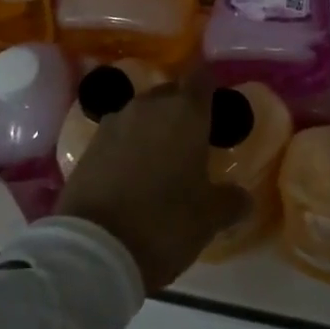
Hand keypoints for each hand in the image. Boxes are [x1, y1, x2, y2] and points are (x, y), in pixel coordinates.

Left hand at [55, 71, 250, 294]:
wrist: (93, 250)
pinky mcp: (88, 146)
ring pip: (142, 114)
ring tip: (163, 160)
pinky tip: (135, 175)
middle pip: (171, 93)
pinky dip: (129, 148)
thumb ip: (231, 200)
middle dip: (183, 111)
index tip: (218, 109)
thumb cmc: (164, 223)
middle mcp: (149, 106)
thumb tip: (241, 197)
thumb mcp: (210, 218)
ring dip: (154, 129)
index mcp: (186, 112)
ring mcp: (114, 123)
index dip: (211, 89)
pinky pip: (119, 135)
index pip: (203, 78)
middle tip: (194, 141)